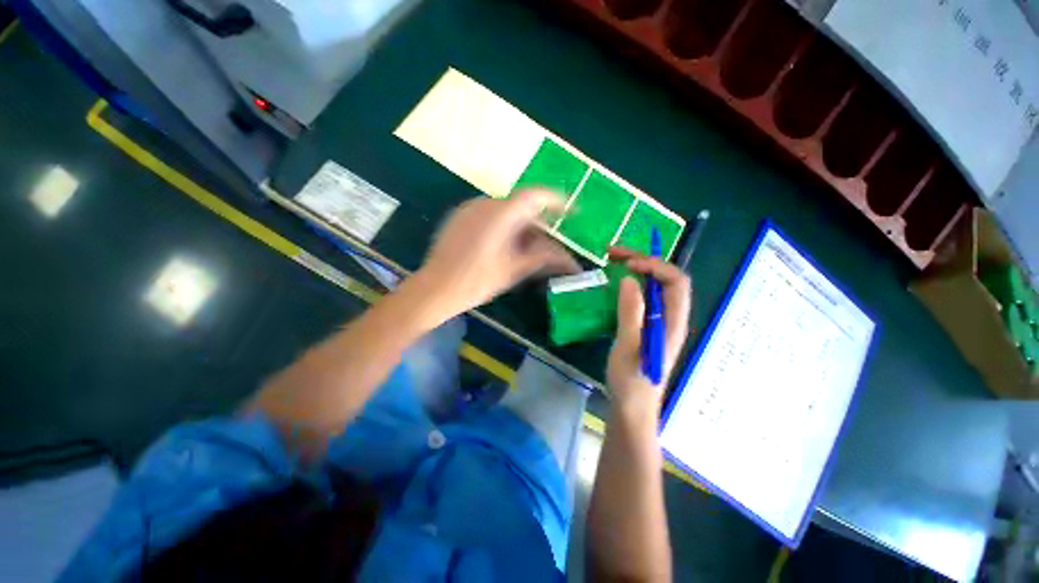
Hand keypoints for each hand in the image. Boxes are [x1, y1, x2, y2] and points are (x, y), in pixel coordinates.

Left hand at [413, 189, 579, 319]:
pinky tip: (505, 248)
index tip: (571, 212)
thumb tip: (569, 259)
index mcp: (501, 213)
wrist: (435, 289)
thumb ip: (544, 258)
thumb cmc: (477, 281)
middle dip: (538, 225)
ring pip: (506, 212)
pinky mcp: (459, 217)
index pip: (535, 196)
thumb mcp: (515, 270)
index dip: (557, 201)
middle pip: (521, 207)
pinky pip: (490, 216)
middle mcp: (485, 203)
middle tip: (548, 245)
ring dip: (522, 228)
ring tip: (527, 251)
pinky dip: (504, 227)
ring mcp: (469, 209)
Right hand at [605, 247, 692, 416]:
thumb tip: (629, 280)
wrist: (631, 407)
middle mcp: (669, 318)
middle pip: (664, 280)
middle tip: (613, 253)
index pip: (676, 281)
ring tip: (612, 262)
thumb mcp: (628, 346)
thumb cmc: (631, 380)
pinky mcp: (645, 326)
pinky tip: (613, 285)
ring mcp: (657, 322)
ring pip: (652, 287)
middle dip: (643, 261)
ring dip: (635, 271)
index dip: (655, 266)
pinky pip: (641, 298)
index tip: (628, 264)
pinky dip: (629, 285)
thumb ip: (631, 312)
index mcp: (672, 322)